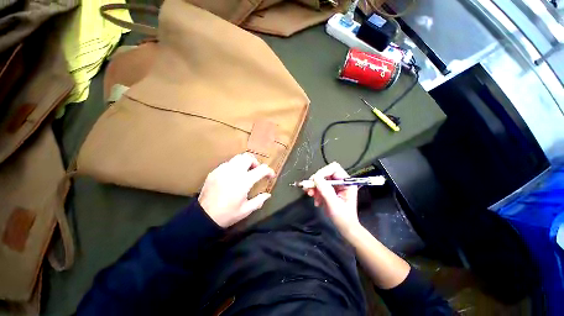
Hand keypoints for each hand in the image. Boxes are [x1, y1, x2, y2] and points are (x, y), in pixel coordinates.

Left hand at [198, 153, 274, 227]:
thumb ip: (259, 201)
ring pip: (237, 157)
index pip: (261, 169)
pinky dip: (234, 166)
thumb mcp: (246, 210)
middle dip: (255, 162)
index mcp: (244, 181)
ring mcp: (223, 170)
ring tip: (245, 171)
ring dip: (245, 162)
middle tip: (256, 170)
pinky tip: (232, 176)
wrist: (203, 216)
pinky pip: (228, 163)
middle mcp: (234, 172)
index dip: (269, 171)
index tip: (271, 175)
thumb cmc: (227, 214)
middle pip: (248, 157)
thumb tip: (268, 195)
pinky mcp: (215, 171)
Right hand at [304, 162, 359, 232]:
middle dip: (316, 181)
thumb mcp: (334, 204)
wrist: (345, 228)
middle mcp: (340, 182)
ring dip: (314, 187)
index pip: (334, 168)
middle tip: (309, 189)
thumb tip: (315, 178)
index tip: (314, 181)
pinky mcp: (329, 191)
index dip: (323, 172)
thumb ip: (325, 190)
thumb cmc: (343, 217)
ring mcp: (334, 186)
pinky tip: (316, 200)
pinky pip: (319, 186)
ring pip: (320, 180)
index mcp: (346, 182)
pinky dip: (315, 192)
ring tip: (311, 195)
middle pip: (325, 173)